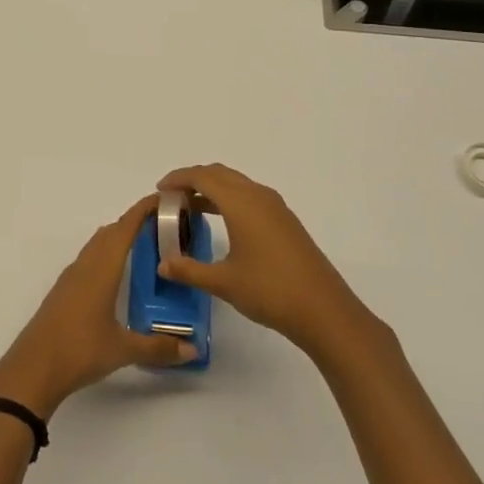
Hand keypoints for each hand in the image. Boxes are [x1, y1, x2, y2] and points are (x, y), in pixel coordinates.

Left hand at [0, 194, 196, 418]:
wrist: (32, 370)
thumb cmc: (79, 351)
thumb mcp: (123, 350)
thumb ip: (158, 348)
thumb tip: (193, 350)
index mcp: (102, 269)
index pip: (125, 228)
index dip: (144, 210)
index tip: (165, 199)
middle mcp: (85, 266)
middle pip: (111, 232)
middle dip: (135, 222)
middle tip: (163, 225)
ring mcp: (70, 278)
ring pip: (97, 245)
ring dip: (118, 237)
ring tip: (143, 246)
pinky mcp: (62, 292)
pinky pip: (88, 260)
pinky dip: (105, 255)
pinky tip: (115, 275)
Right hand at [154, 164, 371, 358]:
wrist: (323, 310)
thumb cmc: (270, 290)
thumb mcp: (223, 282)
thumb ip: (188, 270)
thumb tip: (162, 265)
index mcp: (241, 203)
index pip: (203, 177)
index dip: (178, 178)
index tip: (160, 189)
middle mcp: (258, 196)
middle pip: (220, 174)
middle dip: (193, 179)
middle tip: (172, 197)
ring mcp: (275, 207)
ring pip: (237, 184)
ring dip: (212, 189)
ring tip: (190, 208)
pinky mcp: (285, 221)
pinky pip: (250, 196)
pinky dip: (229, 199)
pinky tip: (222, 222)